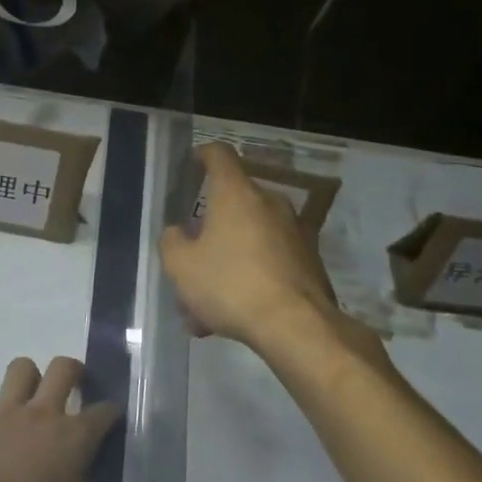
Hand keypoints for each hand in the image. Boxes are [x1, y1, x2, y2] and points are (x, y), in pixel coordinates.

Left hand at [0, 356, 121, 481]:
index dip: (111, 412)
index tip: (112, 417)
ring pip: (21, 368)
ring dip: (28, 377)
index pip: (103, 412)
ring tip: (29, 395)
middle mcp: (43, 412)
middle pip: (63, 368)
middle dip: (73, 370)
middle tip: (73, 384)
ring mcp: (5, 410)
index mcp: (75, 437)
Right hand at [160, 142, 340, 351]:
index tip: (192, 164)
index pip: (219, 154)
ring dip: (227, 261)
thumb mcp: (181, 266)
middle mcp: (269, 203)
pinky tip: (234, 315)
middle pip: (233, 203)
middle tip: (190, 260)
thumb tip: (177, 233)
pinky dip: (250, 277)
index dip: (203, 154)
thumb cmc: (231, 285)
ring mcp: (294, 231)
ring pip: (249, 238)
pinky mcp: (309, 261)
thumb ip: (172, 242)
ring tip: (205, 306)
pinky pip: (269, 261)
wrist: (297, 327)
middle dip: (209, 229)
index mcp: (236, 193)